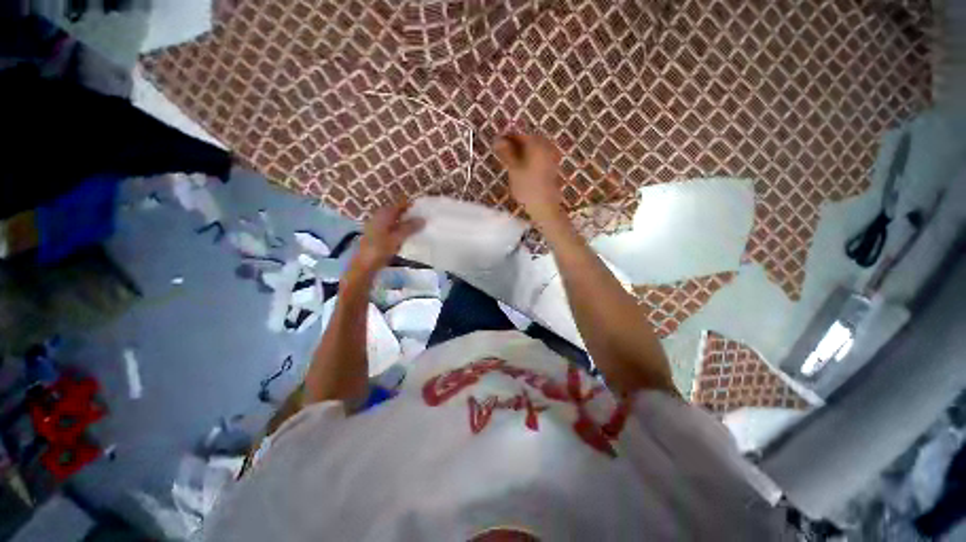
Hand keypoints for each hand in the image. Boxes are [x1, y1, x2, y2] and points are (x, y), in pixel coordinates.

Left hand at [350, 201, 424, 277]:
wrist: (364, 265)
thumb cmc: (380, 249)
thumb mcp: (397, 238)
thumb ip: (410, 228)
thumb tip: (423, 219)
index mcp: (384, 214)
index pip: (400, 205)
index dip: (412, 206)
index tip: (425, 210)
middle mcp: (380, 217)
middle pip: (398, 213)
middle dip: (410, 216)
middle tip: (424, 220)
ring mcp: (378, 226)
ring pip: (395, 221)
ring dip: (406, 224)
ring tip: (419, 229)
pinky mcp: (378, 236)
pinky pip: (392, 229)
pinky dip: (400, 231)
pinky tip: (408, 237)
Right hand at [494, 133, 563, 222]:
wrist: (544, 206)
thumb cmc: (527, 187)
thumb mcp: (513, 169)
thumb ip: (506, 153)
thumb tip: (498, 141)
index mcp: (537, 144)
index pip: (520, 136)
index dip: (507, 139)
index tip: (497, 144)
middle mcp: (546, 147)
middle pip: (528, 142)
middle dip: (515, 146)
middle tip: (503, 153)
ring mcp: (551, 158)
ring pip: (533, 151)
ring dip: (522, 154)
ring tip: (510, 162)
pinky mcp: (552, 168)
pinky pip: (538, 159)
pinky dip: (529, 161)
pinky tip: (522, 169)